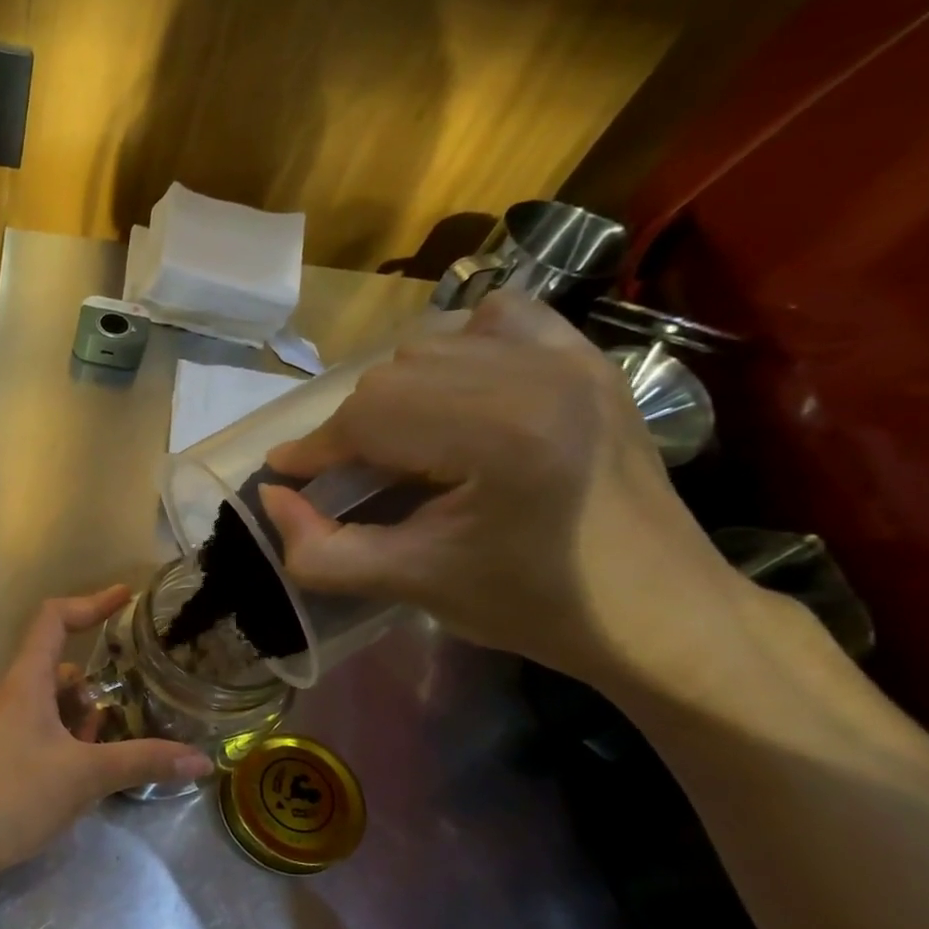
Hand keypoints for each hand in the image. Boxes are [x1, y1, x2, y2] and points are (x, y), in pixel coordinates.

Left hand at [0, 587, 211, 882]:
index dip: (91, 602)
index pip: (54, 619)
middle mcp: (8, 696)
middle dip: (94, 687)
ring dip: (80, 718)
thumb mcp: (85, 777)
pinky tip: (79, 774)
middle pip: (57, 668)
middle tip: (127, 711)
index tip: (126, 597)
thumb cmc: (14, 796)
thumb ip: (143, 762)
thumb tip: (202, 759)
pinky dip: (63, 739)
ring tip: (107, 748)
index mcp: (25, 682)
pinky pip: (36, 730)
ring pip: (48, 704)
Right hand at [258, 292, 746, 685]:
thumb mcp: (410, 586)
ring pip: (431, 344)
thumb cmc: (531, 605)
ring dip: (394, 393)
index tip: (286, 479)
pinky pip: (496, 318)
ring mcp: (569, 357)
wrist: (657, 611)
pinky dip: (455, 348)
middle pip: (392, 375)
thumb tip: (271, 497)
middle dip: (350, 429)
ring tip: (395, 445)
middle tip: (344, 479)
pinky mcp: (587, 358)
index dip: (313, 449)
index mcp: (499, 436)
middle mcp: (535, 375)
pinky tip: (453, 394)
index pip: (369, 415)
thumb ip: (321, 550)